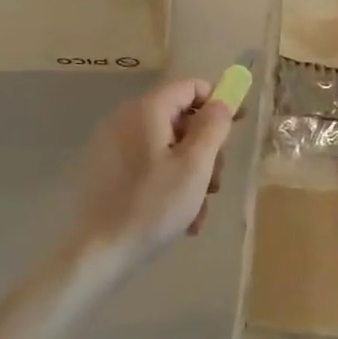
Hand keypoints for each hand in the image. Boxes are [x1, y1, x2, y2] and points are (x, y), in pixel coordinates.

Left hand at [65, 78, 236, 274]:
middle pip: (180, 119)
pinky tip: (181, 217)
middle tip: (215, 184)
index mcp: (146, 110)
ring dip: (191, 174)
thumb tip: (221, 102)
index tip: (237, 128)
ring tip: (198, 210)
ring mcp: (114, 145)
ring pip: (168, 147)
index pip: (190, 87)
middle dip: (205, 150)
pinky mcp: (108, 169)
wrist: (100, 251)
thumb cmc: (154, 205)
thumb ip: (212, 127)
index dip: (217, 103)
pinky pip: (149, 164)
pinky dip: (169, 183)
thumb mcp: (195, 166)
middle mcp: (127, 119)